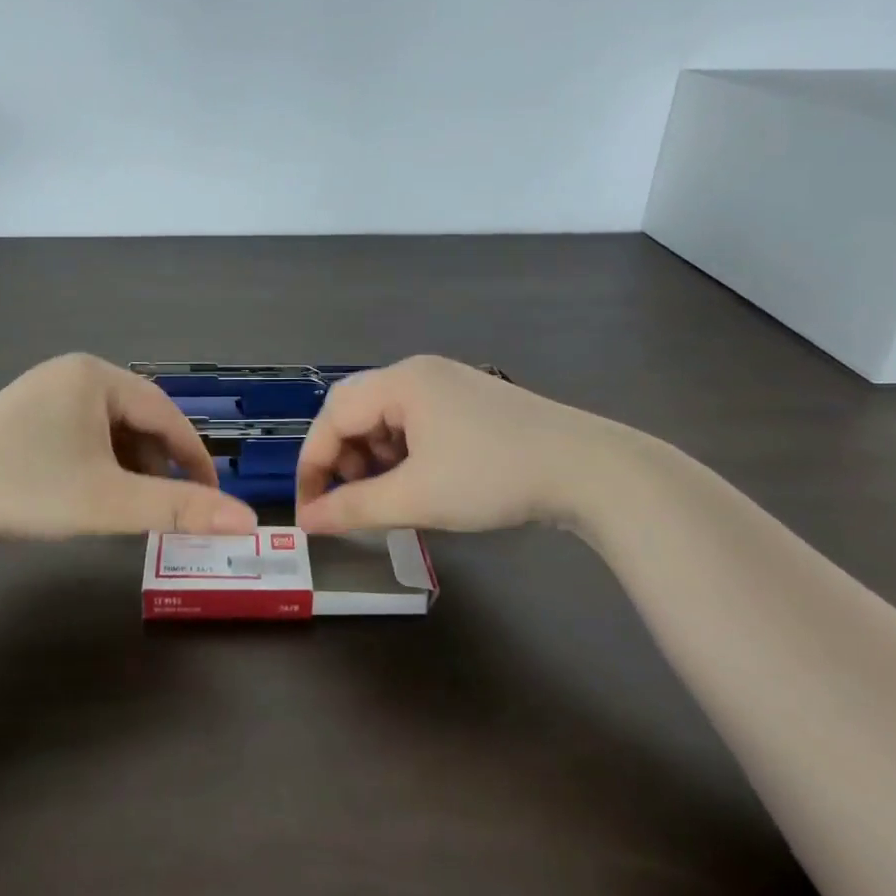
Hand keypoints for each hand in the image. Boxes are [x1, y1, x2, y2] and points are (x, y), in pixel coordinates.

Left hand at [0, 353, 258, 543]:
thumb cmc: (28, 490)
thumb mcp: (110, 501)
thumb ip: (179, 508)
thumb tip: (247, 521)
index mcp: (96, 376)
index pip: (166, 414)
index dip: (196, 457)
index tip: (215, 498)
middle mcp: (72, 373)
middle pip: (138, 420)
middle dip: (158, 464)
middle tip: (170, 506)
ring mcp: (44, 391)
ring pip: (110, 429)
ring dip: (129, 466)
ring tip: (130, 506)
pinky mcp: (24, 414)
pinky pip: (81, 434)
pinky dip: (98, 463)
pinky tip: (93, 493)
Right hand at [294, 356, 647, 535]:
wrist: (589, 470)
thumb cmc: (493, 477)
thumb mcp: (417, 497)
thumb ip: (354, 508)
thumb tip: (307, 521)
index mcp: (401, 382)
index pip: (333, 416)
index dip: (313, 464)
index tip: (309, 510)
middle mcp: (418, 373)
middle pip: (356, 410)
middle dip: (342, 458)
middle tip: (348, 499)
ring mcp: (447, 385)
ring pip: (385, 418)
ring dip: (372, 457)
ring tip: (385, 494)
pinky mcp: (469, 403)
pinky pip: (415, 423)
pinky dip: (402, 454)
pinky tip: (417, 481)